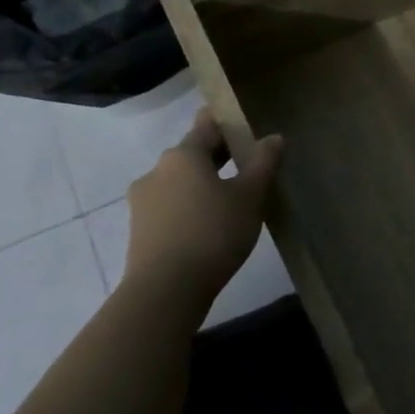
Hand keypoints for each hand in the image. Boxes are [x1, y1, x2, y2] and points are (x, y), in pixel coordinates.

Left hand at [124, 110, 283, 311]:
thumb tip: (274, 137)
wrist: (165, 291)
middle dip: (219, 155)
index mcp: (182, 155)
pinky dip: (191, 205)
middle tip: (249, 163)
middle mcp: (157, 171)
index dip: (227, 122)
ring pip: (181, 181)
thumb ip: (264, 162)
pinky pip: (172, 205)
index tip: (246, 125)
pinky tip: (212, 222)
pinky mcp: (140, 229)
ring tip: (234, 197)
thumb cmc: (213, 232)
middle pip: (193, 153)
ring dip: (205, 182)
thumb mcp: (251, 195)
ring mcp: (143, 201)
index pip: (207, 125)